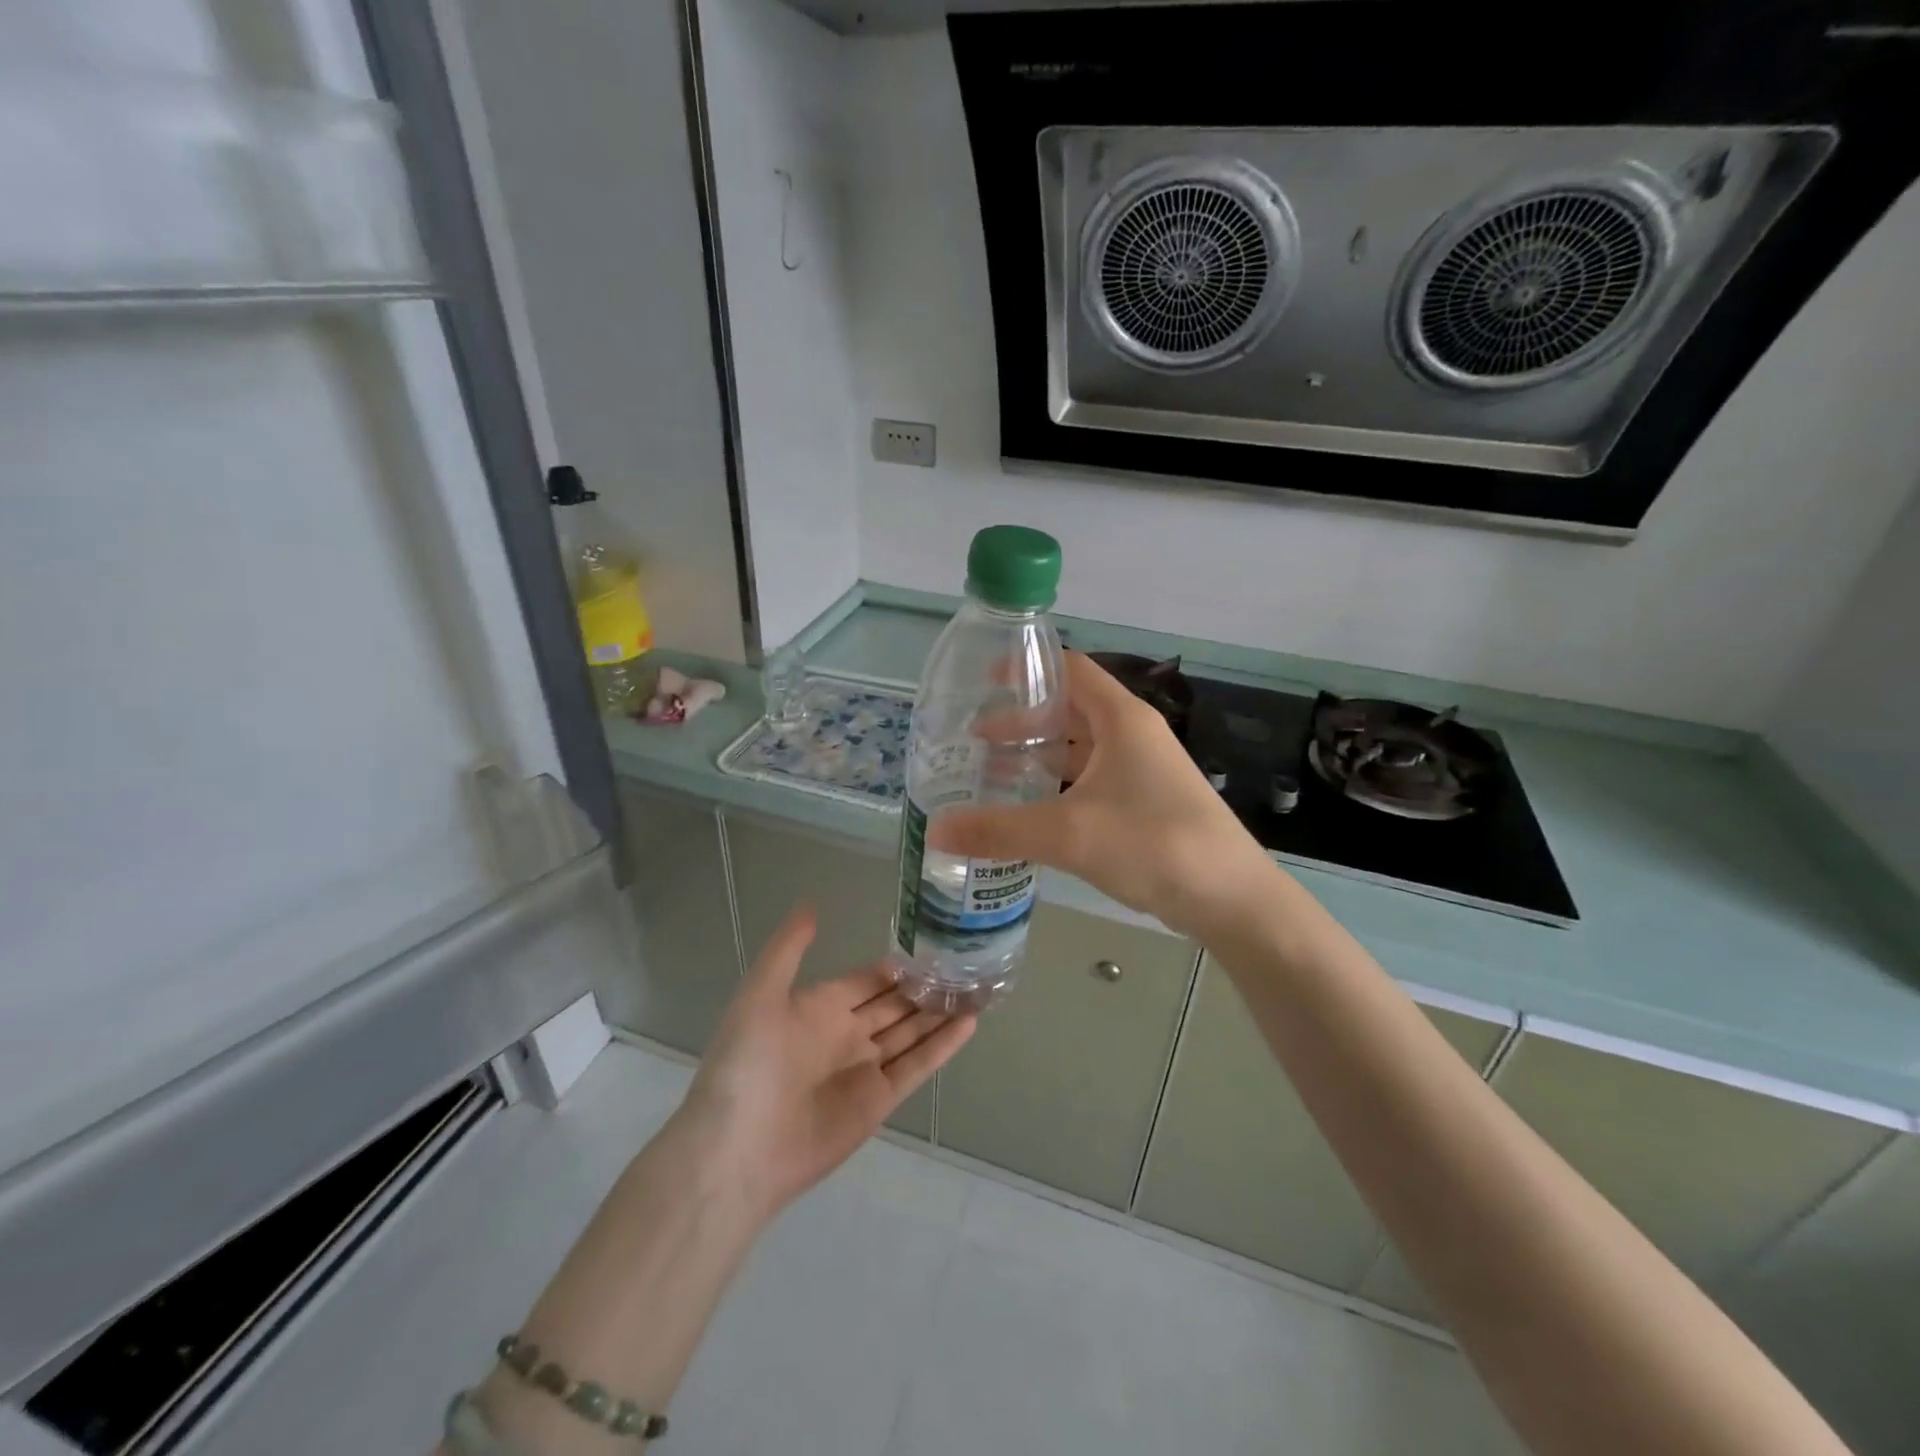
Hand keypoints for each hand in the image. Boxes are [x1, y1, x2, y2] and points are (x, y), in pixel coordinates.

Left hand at [676, 906, 975, 1218]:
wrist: (737, 1150)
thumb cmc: (747, 1064)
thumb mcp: (760, 994)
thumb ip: (788, 949)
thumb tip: (811, 904)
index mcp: (820, 1007)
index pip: (869, 979)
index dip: (898, 964)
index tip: (933, 942)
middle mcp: (846, 1034)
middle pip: (895, 1004)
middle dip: (926, 986)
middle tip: (966, 962)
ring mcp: (865, 1069)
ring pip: (912, 1032)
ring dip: (940, 1012)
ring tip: (977, 988)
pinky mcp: (879, 1102)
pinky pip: (917, 1066)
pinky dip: (942, 1046)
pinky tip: (970, 1023)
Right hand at [931, 651, 1275, 938]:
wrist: (1230, 899)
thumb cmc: (1153, 844)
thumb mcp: (1069, 834)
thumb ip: (999, 830)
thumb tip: (935, 830)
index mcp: (1121, 719)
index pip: (1069, 669)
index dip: (1026, 668)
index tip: (983, 679)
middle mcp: (1133, 735)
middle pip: (1070, 710)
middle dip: (1022, 721)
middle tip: (975, 739)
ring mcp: (1142, 770)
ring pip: (1080, 750)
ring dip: (1040, 756)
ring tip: (993, 774)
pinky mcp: (1145, 803)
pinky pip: (1091, 781)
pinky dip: (1059, 787)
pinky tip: (1033, 811)